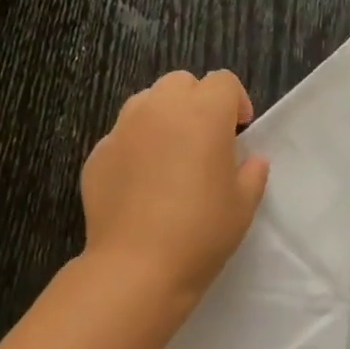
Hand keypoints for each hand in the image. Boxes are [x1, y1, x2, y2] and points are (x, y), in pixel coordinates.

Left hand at [80, 70, 269, 304]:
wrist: (137, 266)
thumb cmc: (201, 233)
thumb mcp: (243, 205)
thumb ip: (252, 173)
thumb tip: (251, 160)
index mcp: (203, 114)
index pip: (223, 82)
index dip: (236, 101)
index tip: (240, 130)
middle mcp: (159, 110)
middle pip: (181, 83)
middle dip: (198, 101)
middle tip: (206, 139)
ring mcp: (122, 130)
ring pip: (146, 102)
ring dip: (164, 117)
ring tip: (172, 155)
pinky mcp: (98, 154)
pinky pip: (122, 136)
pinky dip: (136, 146)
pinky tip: (142, 183)